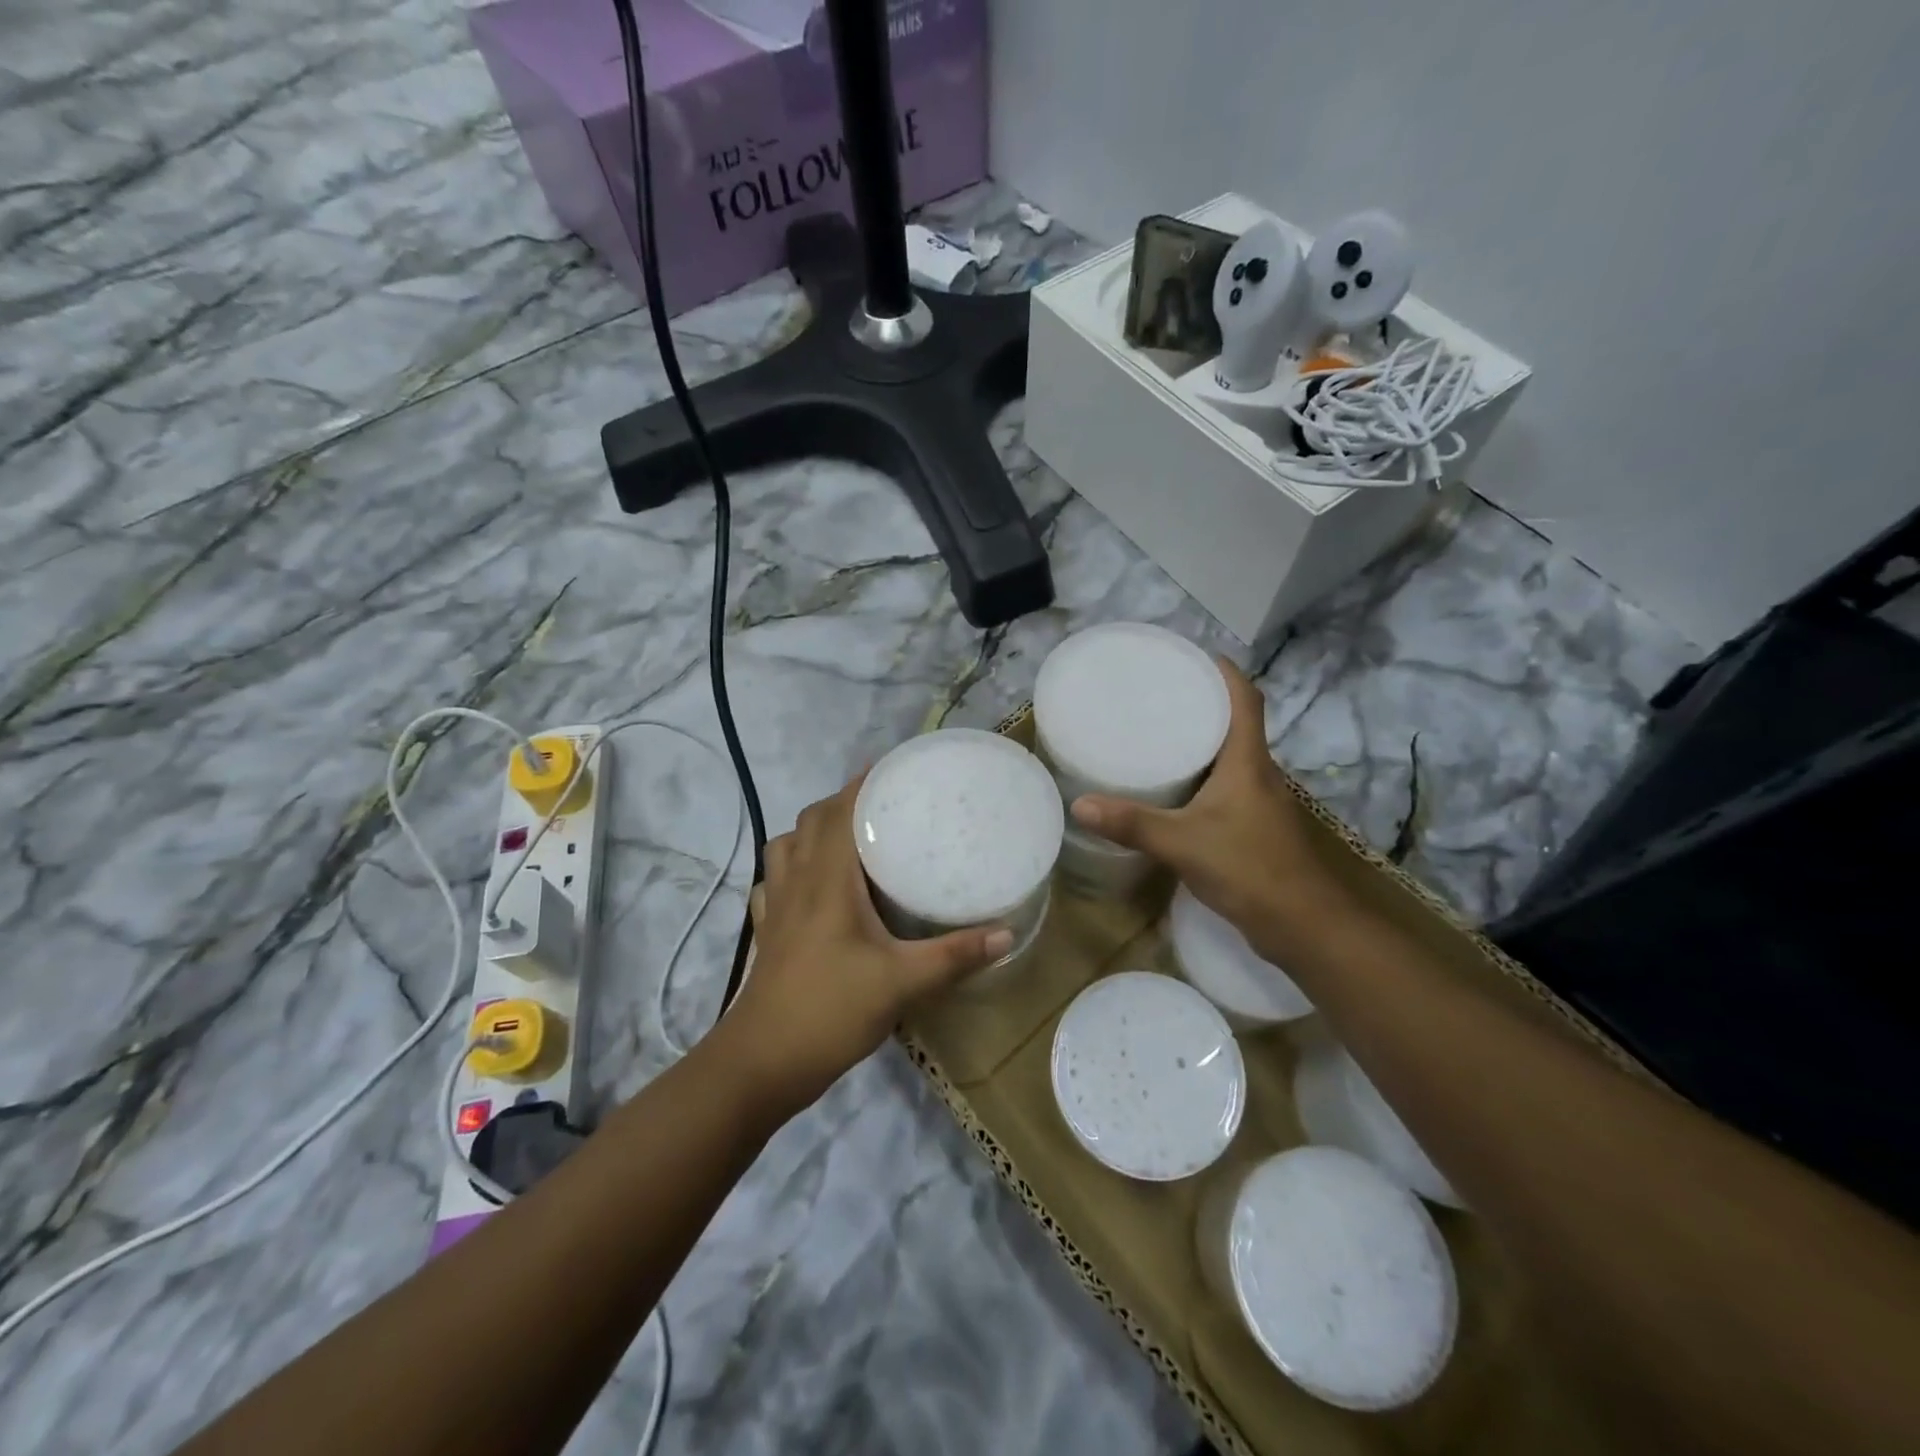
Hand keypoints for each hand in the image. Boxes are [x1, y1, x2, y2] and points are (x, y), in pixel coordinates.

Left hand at [723, 772, 1012, 1112]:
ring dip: (813, 831)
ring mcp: (774, 905)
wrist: (762, 1062)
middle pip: (811, 820)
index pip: (839, 811)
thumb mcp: (902, 983)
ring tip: (848, 839)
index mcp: (827, 880)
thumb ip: (954, 956)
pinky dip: (791, 868)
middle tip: (882, 806)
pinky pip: (773, 880)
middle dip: (843, 802)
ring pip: (786, 845)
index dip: (862, 783)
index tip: (893, 768)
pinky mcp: (766, 930)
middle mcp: (796, 881)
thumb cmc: (831, 1011)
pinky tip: (812, 886)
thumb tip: (1006, 934)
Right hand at [1070, 658, 1347, 960]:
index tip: (1193, 655)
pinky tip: (1174, 792)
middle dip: (1202, 704)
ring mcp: (1260, 802)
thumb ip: (1132, 823)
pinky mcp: (1254, 828)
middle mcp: (1258, 773)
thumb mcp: (1183, 843)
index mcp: (1247, 762)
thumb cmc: (1250, 869)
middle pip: (1235, 724)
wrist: (1304, 926)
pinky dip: (1202, 778)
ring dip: (1202, 742)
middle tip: (1159, 695)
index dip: (1224, 672)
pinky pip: (1226, 787)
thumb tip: (1080, 804)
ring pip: (1230, 758)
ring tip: (1158, 736)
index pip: (1245, 699)